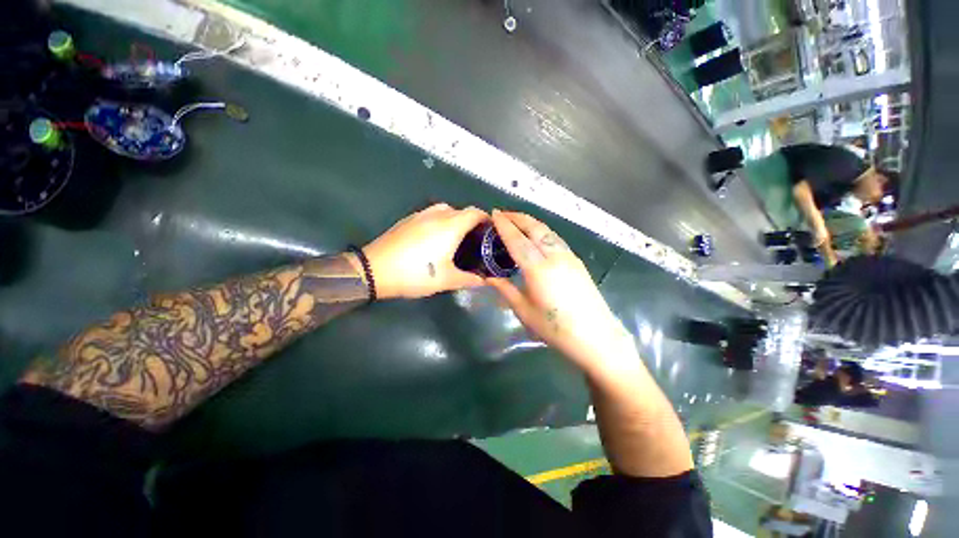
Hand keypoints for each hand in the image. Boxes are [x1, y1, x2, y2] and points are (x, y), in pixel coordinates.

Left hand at [361, 203, 489, 299]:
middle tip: (476, 241)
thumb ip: (469, 279)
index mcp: (450, 226)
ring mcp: (420, 215)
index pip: (475, 213)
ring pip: (445, 210)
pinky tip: (435, 239)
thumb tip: (484, 281)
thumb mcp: (446, 280)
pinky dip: (440, 221)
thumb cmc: (415, 274)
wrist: (374, 270)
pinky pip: (431, 214)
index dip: (487, 219)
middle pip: (462, 210)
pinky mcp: (408, 219)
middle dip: (472, 222)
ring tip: (456, 238)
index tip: (491, 232)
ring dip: (455, 220)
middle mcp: (437, 215)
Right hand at [487, 210, 633, 373]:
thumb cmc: (555, 328)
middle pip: (534, 228)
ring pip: (547, 231)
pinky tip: (537, 236)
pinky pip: (555, 239)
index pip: (517, 240)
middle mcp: (554, 256)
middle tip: (503, 213)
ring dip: (530, 222)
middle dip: (518, 217)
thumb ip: (505, 289)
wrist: (596, 337)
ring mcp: (568, 257)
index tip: (494, 214)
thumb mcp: (524, 311)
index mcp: (538, 269)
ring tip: (517, 220)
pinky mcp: (576, 261)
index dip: (504, 225)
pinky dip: (542, 231)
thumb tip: (488, 277)